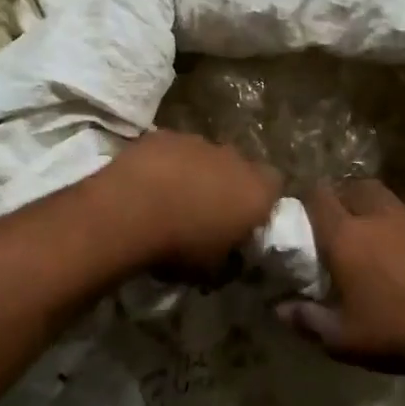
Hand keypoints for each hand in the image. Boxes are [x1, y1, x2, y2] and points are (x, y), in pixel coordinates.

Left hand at [92, 130, 282, 274]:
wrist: (130, 211)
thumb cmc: (180, 246)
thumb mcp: (212, 270)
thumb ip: (228, 257)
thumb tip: (228, 256)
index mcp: (257, 192)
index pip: (274, 187)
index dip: (260, 202)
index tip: (243, 221)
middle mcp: (234, 159)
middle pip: (239, 167)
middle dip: (227, 184)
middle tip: (206, 210)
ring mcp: (198, 142)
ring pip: (205, 156)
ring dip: (195, 172)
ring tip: (170, 198)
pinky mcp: (165, 135)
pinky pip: (173, 149)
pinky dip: (166, 163)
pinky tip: (147, 183)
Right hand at [282, 180, 404, 368]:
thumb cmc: (395, 332)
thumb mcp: (343, 339)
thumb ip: (308, 320)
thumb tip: (278, 309)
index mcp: (343, 238)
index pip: (317, 197)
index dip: (310, 198)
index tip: (307, 211)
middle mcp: (373, 215)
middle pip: (352, 187)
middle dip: (343, 197)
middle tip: (342, 219)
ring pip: (384, 189)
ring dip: (374, 199)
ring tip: (376, 217)